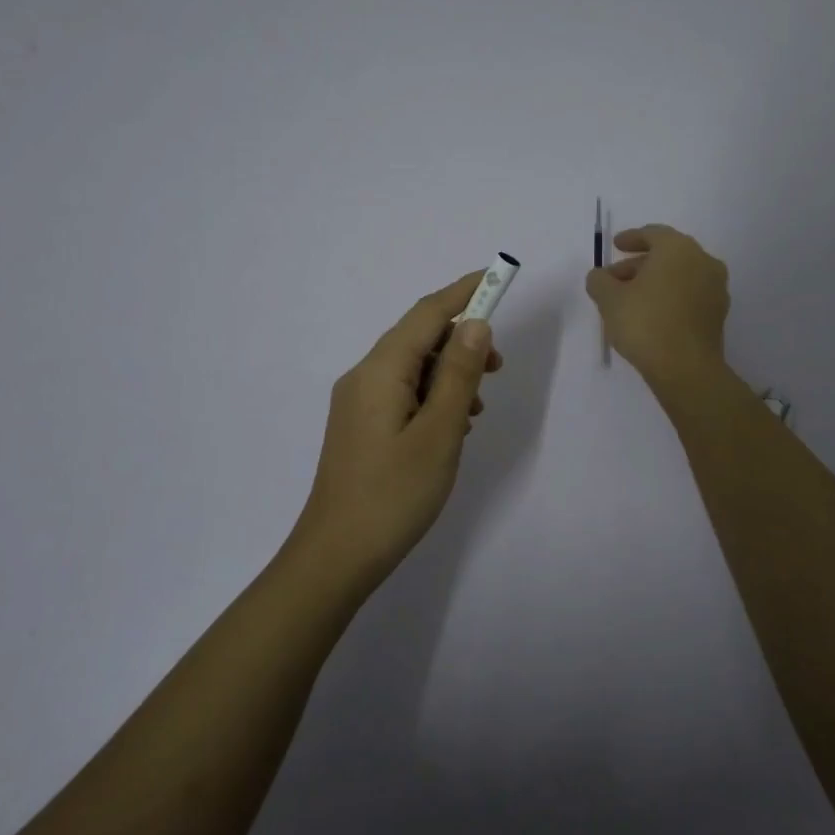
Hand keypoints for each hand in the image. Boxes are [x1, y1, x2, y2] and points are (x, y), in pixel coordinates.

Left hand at [290, 271, 503, 587]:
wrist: (336, 557)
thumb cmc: (394, 495)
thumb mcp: (440, 432)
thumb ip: (459, 374)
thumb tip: (475, 324)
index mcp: (380, 370)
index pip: (427, 313)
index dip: (464, 292)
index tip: (498, 277)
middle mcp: (363, 376)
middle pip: (418, 337)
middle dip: (461, 340)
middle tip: (499, 368)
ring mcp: (357, 402)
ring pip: (412, 367)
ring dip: (450, 373)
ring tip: (477, 407)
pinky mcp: (360, 425)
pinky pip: (402, 392)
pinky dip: (432, 396)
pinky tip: (452, 426)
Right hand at [585, 224, 729, 386]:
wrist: (686, 368)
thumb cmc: (645, 323)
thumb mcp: (609, 299)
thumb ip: (599, 281)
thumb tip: (600, 277)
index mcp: (678, 249)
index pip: (653, 234)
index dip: (631, 238)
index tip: (616, 246)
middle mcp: (703, 261)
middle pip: (667, 255)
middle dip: (639, 264)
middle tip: (614, 279)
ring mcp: (715, 288)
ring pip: (679, 276)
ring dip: (654, 282)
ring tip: (629, 300)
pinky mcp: (718, 313)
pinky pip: (689, 294)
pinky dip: (670, 297)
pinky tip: (651, 314)